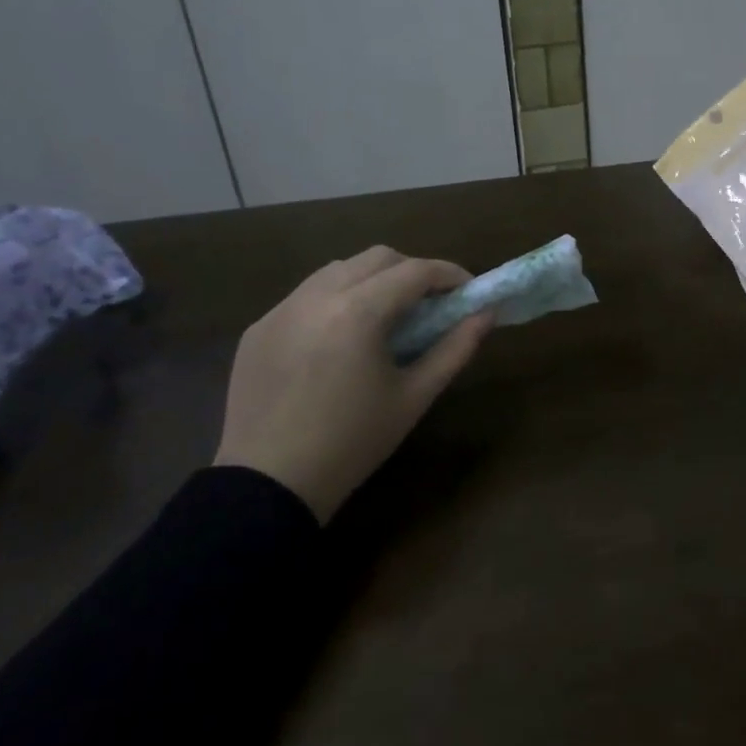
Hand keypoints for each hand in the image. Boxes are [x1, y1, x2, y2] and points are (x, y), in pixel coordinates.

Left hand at [214, 246, 492, 520]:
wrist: (267, 487)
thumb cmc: (352, 443)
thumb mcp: (414, 397)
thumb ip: (455, 348)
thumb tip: (487, 314)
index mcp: (358, 312)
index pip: (415, 271)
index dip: (449, 274)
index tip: (469, 291)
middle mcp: (317, 296)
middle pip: (377, 257)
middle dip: (411, 271)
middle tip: (430, 303)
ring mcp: (281, 309)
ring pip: (338, 269)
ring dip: (371, 280)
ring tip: (385, 317)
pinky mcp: (258, 328)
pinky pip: (306, 296)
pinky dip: (335, 300)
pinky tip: (340, 339)